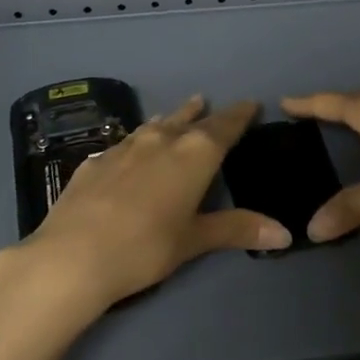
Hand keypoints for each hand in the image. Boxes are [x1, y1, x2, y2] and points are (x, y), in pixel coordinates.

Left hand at [26, 95, 290, 306]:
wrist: (73, 255)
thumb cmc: (145, 247)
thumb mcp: (194, 240)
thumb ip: (237, 229)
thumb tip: (286, 235)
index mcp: (195, 154)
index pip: (224, 126)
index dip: (239, 115)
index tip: (250, 104)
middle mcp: (162, 140)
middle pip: (190, 120)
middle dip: (205, 113)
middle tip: (212, 104)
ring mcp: (125, 146)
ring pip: (155, 124)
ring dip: (172, 118)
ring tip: (179, 112)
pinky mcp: (96, 160)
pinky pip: (127, 140)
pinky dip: (140, 138)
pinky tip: (133, 146)